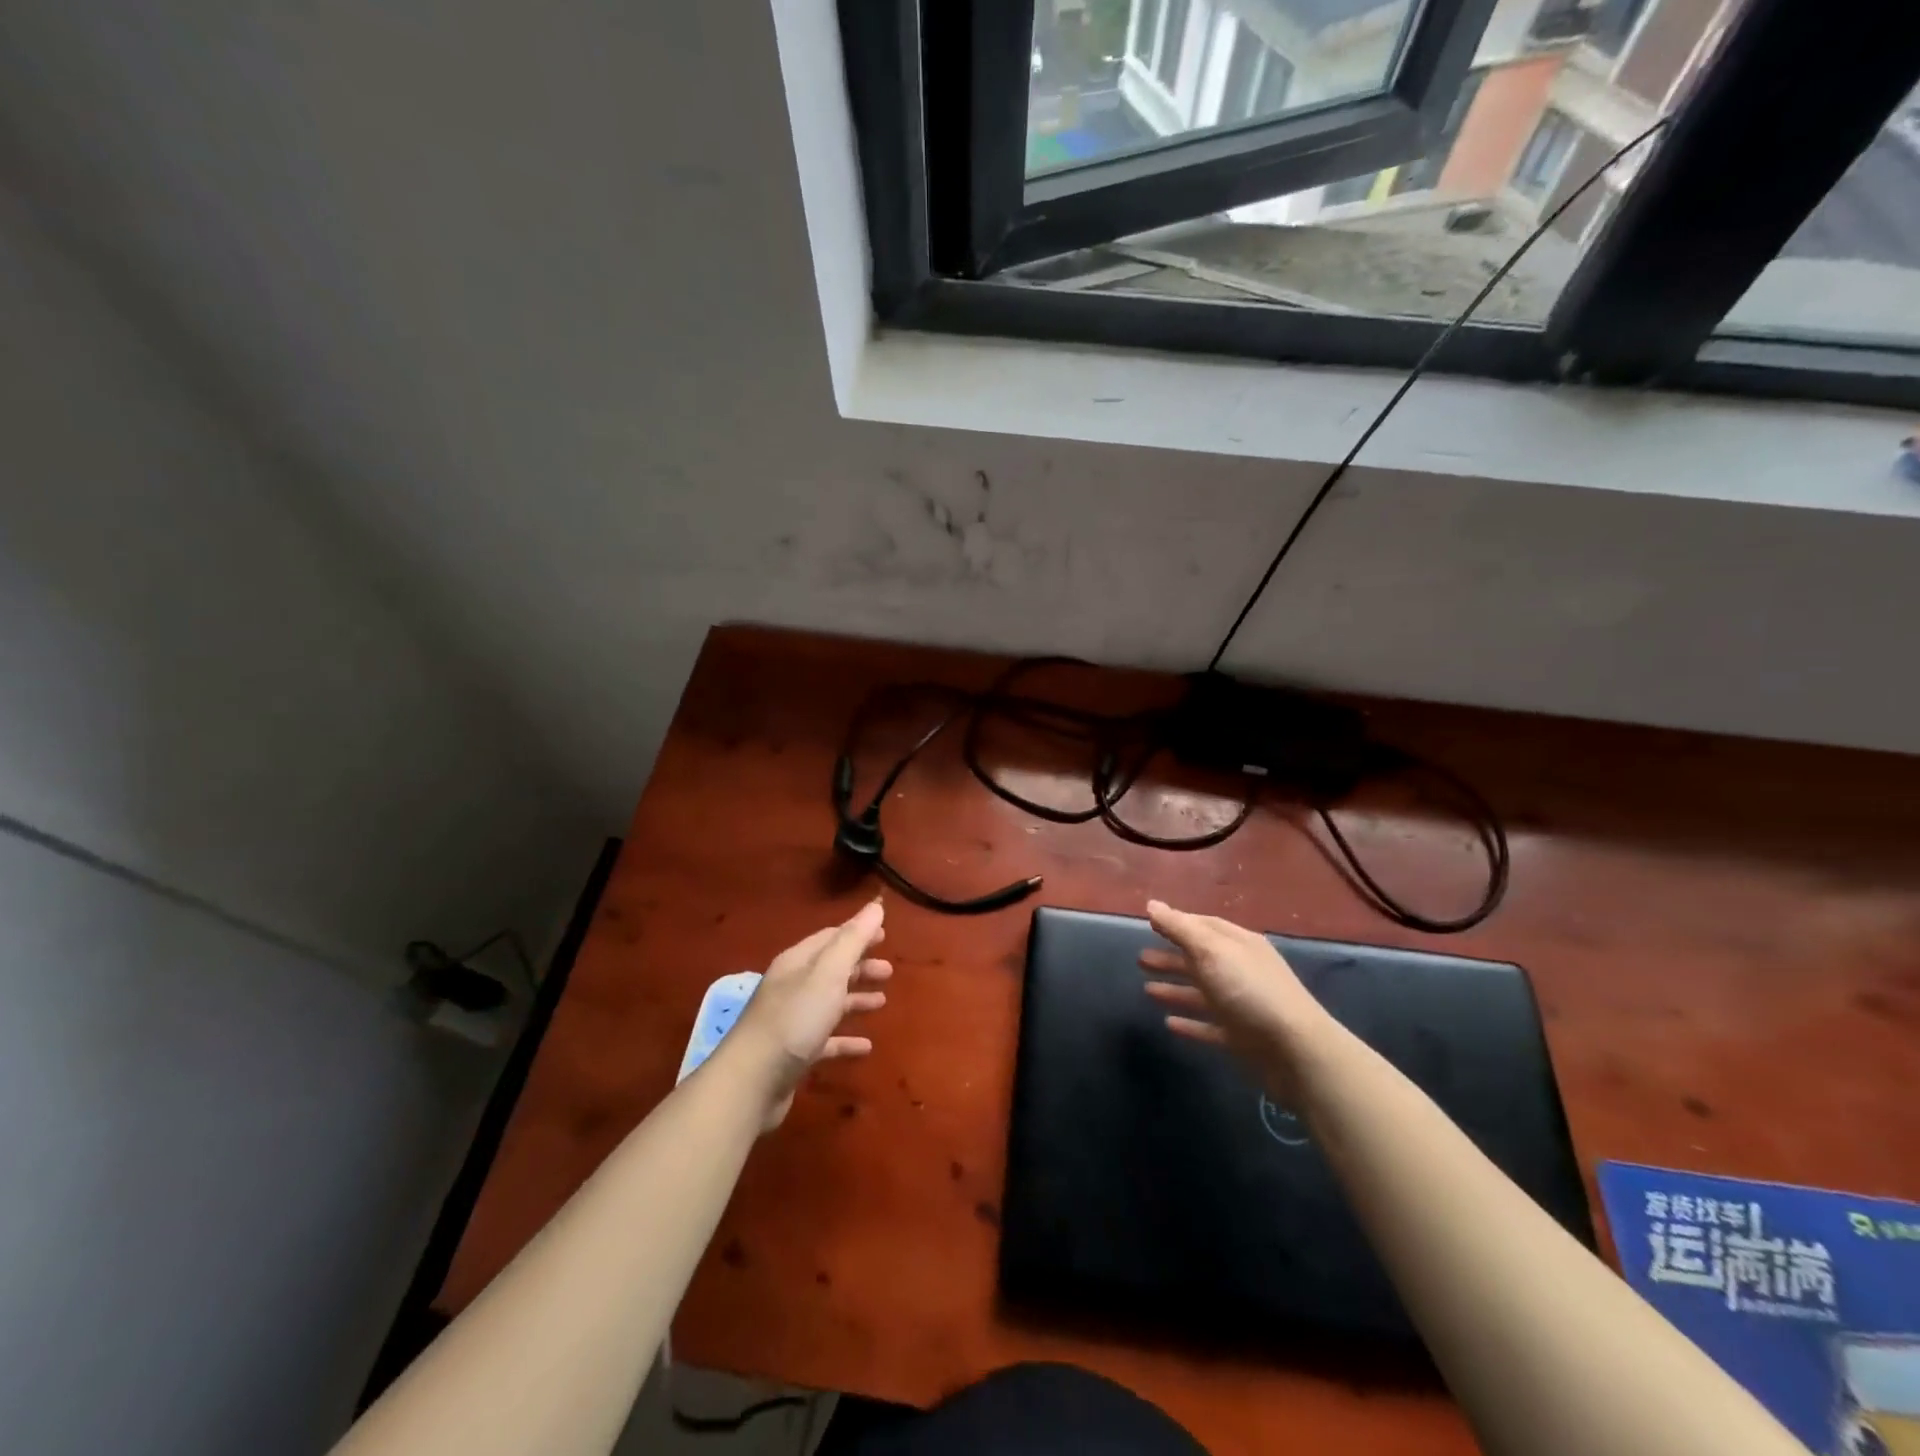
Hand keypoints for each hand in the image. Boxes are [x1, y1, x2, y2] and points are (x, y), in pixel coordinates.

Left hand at [728, 899, 891, 1128]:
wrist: (751, 1082)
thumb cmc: (794, 1019)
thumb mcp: (828, 973)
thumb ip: (853, 940)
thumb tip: (876, 906)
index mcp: (798, 962)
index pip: (831, 938)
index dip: (858, 934)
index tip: (885, 935)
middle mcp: (793, 986)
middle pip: (831, 969)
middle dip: (860, 967)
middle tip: (889, 971)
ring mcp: (792, 1021)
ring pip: (829, 1003)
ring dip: (855, 999)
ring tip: (882, 1002)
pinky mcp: (794, 1053)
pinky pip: (826, 1039)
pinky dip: (845, 1039)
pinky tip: (866, 1047)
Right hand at [1139, 899, 1337, 1105]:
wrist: (1297, 1053)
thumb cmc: (1250, 991)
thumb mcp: (1212, 951)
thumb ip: (1180, 928)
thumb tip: (1152, 904)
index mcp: (1238, 945)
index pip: (1204, 926)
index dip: (1177, 923)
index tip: (1149, 923)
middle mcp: (1241, 971)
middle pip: (1200, 959)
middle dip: (1171, 957)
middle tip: (1140, 959)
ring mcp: (1242, 1005)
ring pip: (1202, 993)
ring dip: (1175, 989)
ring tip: (1146, 990)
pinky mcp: (1242, 1038)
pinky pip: (1210, 1026)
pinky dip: (1190, 1023)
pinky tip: (1169, 1023)